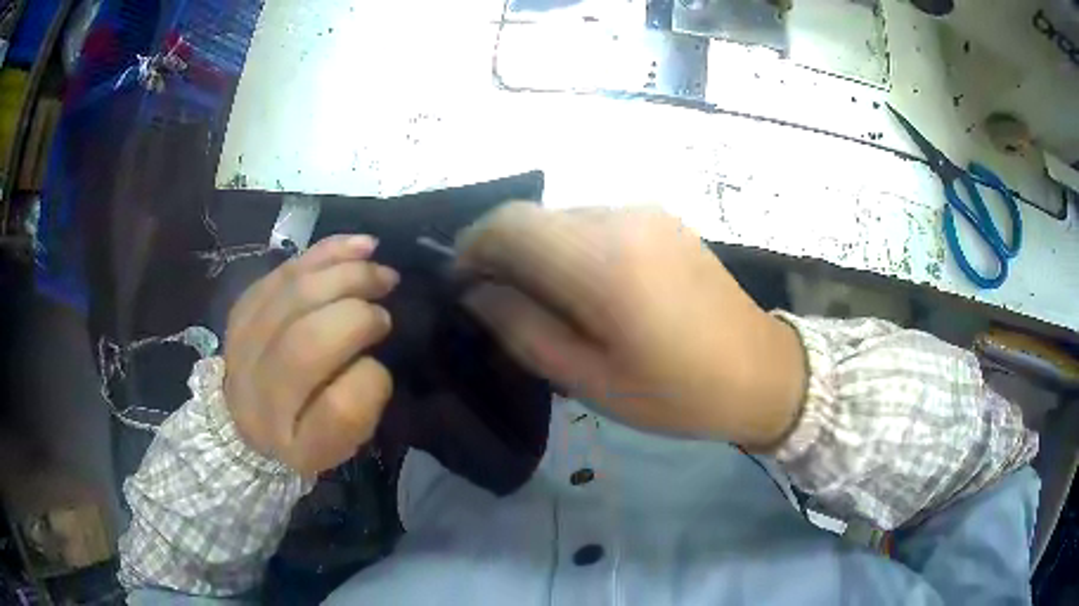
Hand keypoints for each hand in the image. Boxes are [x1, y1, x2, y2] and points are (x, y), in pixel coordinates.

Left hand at [223, 235, 398, 475]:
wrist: (242, 421)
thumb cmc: (302, 434)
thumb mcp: (337, 445)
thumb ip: (358, 410)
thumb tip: (371, 353)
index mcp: (294, 444)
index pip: (337, 410)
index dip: (371, 381)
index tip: (383, 366)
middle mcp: (260, 398)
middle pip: (307, 344)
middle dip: (357, 316)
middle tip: (386, 312)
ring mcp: (242, 349)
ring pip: (293, 298)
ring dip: (344, 275)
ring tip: (380, 271)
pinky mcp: (241, 311)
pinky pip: (282, 272)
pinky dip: (324, 254)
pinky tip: (358, 247)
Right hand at [456, 204, 805, 448]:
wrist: (761, 370)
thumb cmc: (677, 392)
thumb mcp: (590, 380)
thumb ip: (523, 329)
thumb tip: (476, 293)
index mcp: (601, 261)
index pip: (507, 225)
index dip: (470, 248)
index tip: (461, 286)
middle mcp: (620, 217)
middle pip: (531, 217)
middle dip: (500, 252)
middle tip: (497, 302)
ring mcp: (644, 212)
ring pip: (561, 217)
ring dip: (536, 250)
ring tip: (543, 301)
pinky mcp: (660, 218)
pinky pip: (594, 221)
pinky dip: (569, 246)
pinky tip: (584, 287)